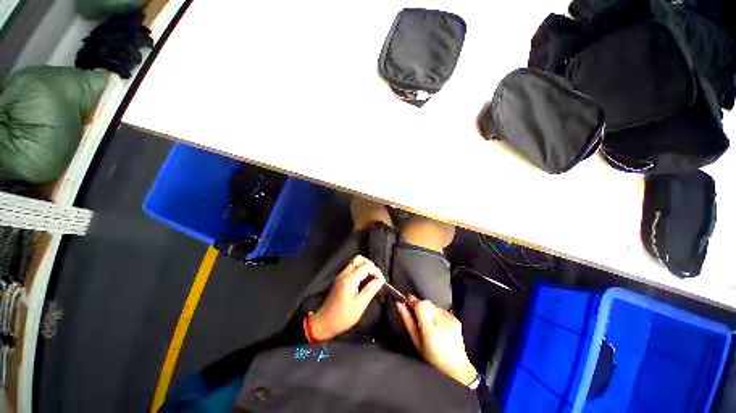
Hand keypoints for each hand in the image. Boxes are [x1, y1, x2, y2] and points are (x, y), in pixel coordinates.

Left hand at [309, 255, 384, 340]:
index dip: (376, 271)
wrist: (323, 323)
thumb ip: (370, 290)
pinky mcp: (340, 279)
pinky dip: (361, 271)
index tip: (381, 281)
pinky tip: (365, 282)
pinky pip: (352, 268)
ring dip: (366, 267)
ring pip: (355, 262)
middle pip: (359, 259)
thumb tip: (381, 280)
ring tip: (372, 280)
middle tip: (376, 278)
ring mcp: (341, 275)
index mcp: (349, 280)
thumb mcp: (359, 306)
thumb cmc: (342, 317)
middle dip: (370, 265)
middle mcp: (344, 274)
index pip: (365, 266)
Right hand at [396, 296, 477, 385]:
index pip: (421, 305)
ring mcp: (451, 320)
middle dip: (419, 305)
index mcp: (431, 330)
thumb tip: (399, 304)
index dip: (412, 301)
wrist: (456, 366)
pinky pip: (441, 309)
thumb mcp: (416, 341)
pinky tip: (436, 324)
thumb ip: (407, 320)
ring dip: (427, 309)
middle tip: (415, 314)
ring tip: (427, 322)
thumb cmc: (432, 356)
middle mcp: (443, 322)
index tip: (406, 303)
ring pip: (433, 305)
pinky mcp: (456, 319)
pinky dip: (435, 313)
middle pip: (427, 303)